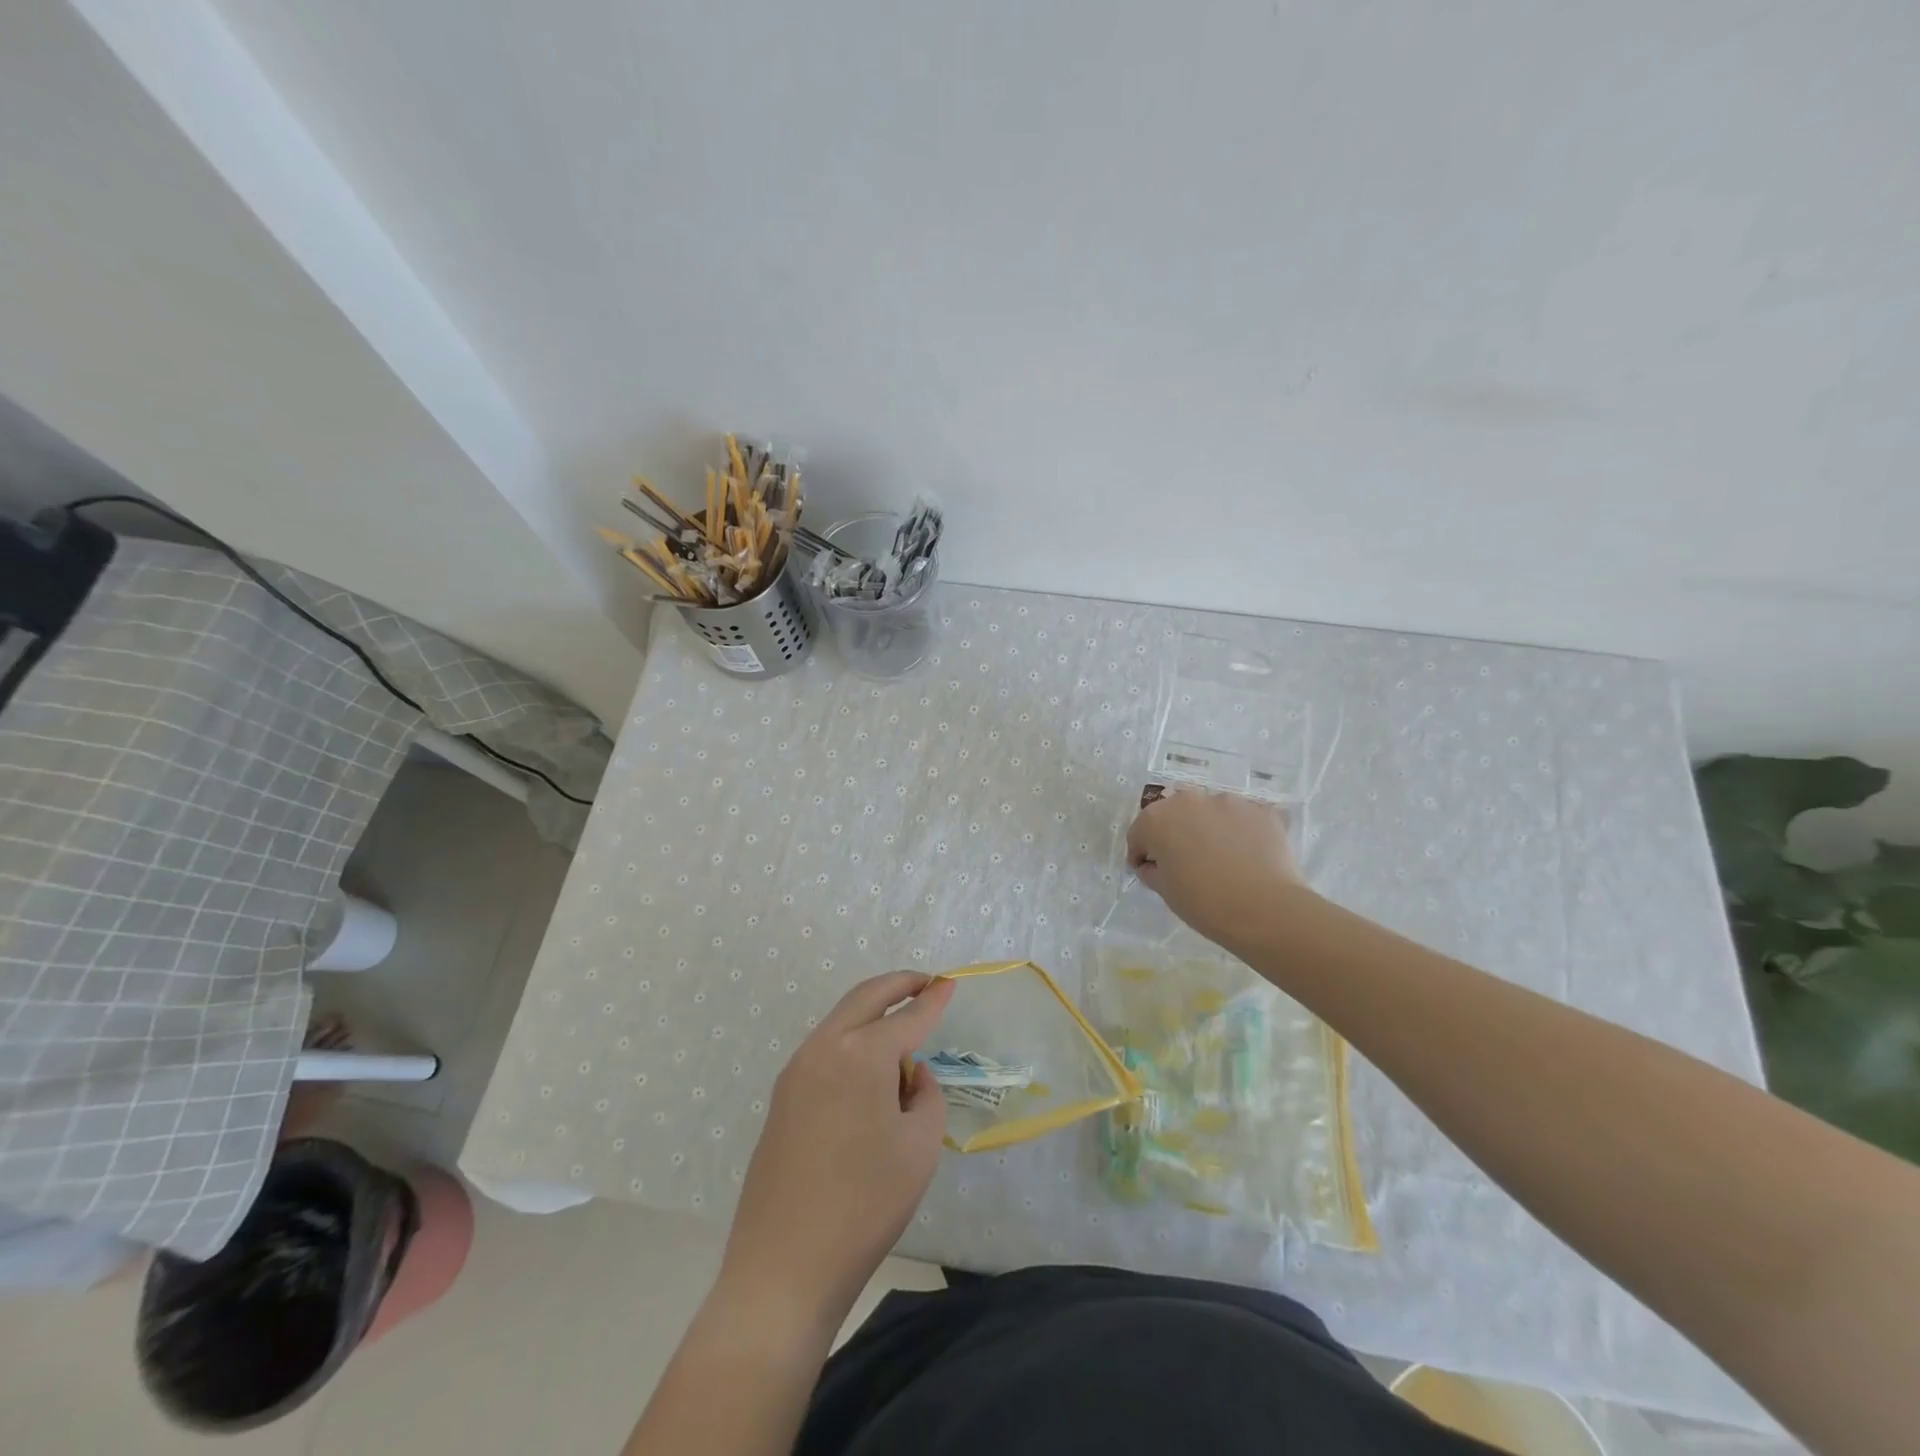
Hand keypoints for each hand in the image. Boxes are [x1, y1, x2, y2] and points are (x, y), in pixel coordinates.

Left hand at [720, 972, 953, 1327]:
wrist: (782, 1268)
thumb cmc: (864, 1205)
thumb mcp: (919, 1148)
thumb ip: (925, 1095)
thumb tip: (910, 1074)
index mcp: (861, 1054)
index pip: (907, 1015)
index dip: (933, 998)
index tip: (950, 983)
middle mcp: (824, 1048)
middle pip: (865, 998)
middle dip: (898, 985)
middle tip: (925, 983)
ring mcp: (796, 1071)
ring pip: (841, 1021)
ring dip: (872, 1013)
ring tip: (902, 1028)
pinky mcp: (782, 1098)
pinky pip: (825, 1050)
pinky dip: (852, 1041)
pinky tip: (869, 1069)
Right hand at [1126, 788, 1310, 946]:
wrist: (1264, 909)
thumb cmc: (1203, 902)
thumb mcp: (1165, 892)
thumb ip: (1153, 871)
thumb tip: (1155, 865)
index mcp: (1156, 819)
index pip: (1140, 833)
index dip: (1143, 854)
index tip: (1151, 871)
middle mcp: (1189, 800)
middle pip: (1175, 815)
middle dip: (1176, 833)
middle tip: (1186, 862)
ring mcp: (1228, 801)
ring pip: (1211, 813)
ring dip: (1209, 829)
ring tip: (1222, 858)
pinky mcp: (1260, 809)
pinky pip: (1242, 818)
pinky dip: (1240, 832)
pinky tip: (1248, 856)